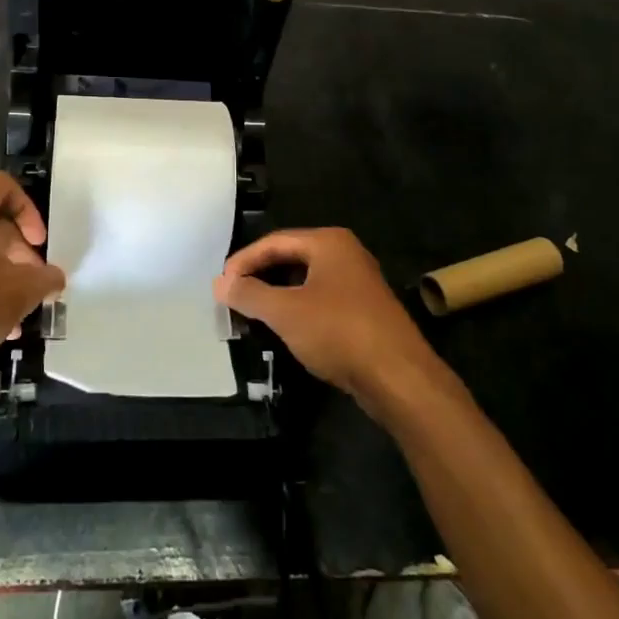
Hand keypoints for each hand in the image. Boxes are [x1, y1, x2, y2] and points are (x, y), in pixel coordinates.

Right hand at [216, 228, 436, 405]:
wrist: (399, 377)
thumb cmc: (338, 331)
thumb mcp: (285, 312)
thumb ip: (249, 294)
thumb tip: (220, 283)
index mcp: (329, 242)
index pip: (275, 241)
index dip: (244, 261)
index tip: (221, 284)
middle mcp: (346, 254)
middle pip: (291, 257)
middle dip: (260, 276)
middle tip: (233, 296)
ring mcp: (358, 283)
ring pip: (306, 281)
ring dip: (277, 294)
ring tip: (252, 312)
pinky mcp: (364, 311)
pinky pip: (320, 300)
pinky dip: (297, 309)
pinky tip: (284, 328)